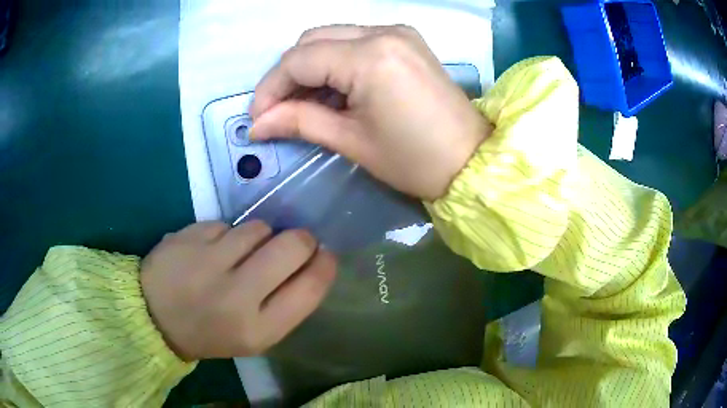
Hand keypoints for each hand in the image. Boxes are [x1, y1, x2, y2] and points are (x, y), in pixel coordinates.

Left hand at [140, 221, 335, 360]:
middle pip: (291, 246)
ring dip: (259, 236)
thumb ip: (285, 304)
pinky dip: (226, 234)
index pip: (310, 288)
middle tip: (293, 243)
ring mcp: (208, 263)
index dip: (325, 264)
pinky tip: (211, 251)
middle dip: (300, 239)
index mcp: (258, 330)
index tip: (324, 254)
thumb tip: (312, 262)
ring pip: (259, 228)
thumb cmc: (210, 332)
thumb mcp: (254, 336)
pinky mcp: (188, 238)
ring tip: (240, 253)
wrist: (154, 317)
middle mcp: (236, 297)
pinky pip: (226, 224)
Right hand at [250, 25, 491, 200]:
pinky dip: (335, 62)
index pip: (298, 60)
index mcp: (369, 56)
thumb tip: (258, 124)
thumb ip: (300, 122)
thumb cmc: (414, 160)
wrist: (471, 160)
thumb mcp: (352, 141)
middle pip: (312, 41)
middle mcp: (382, 32)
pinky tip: (333, 89)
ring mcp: (397, 32)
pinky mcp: (406, 41)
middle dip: (287, 75)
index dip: (270, 88)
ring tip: (303, 104)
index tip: (258, 118)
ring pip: (332, 37)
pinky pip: (355, 41)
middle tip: (279, 111)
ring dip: (310, 67)